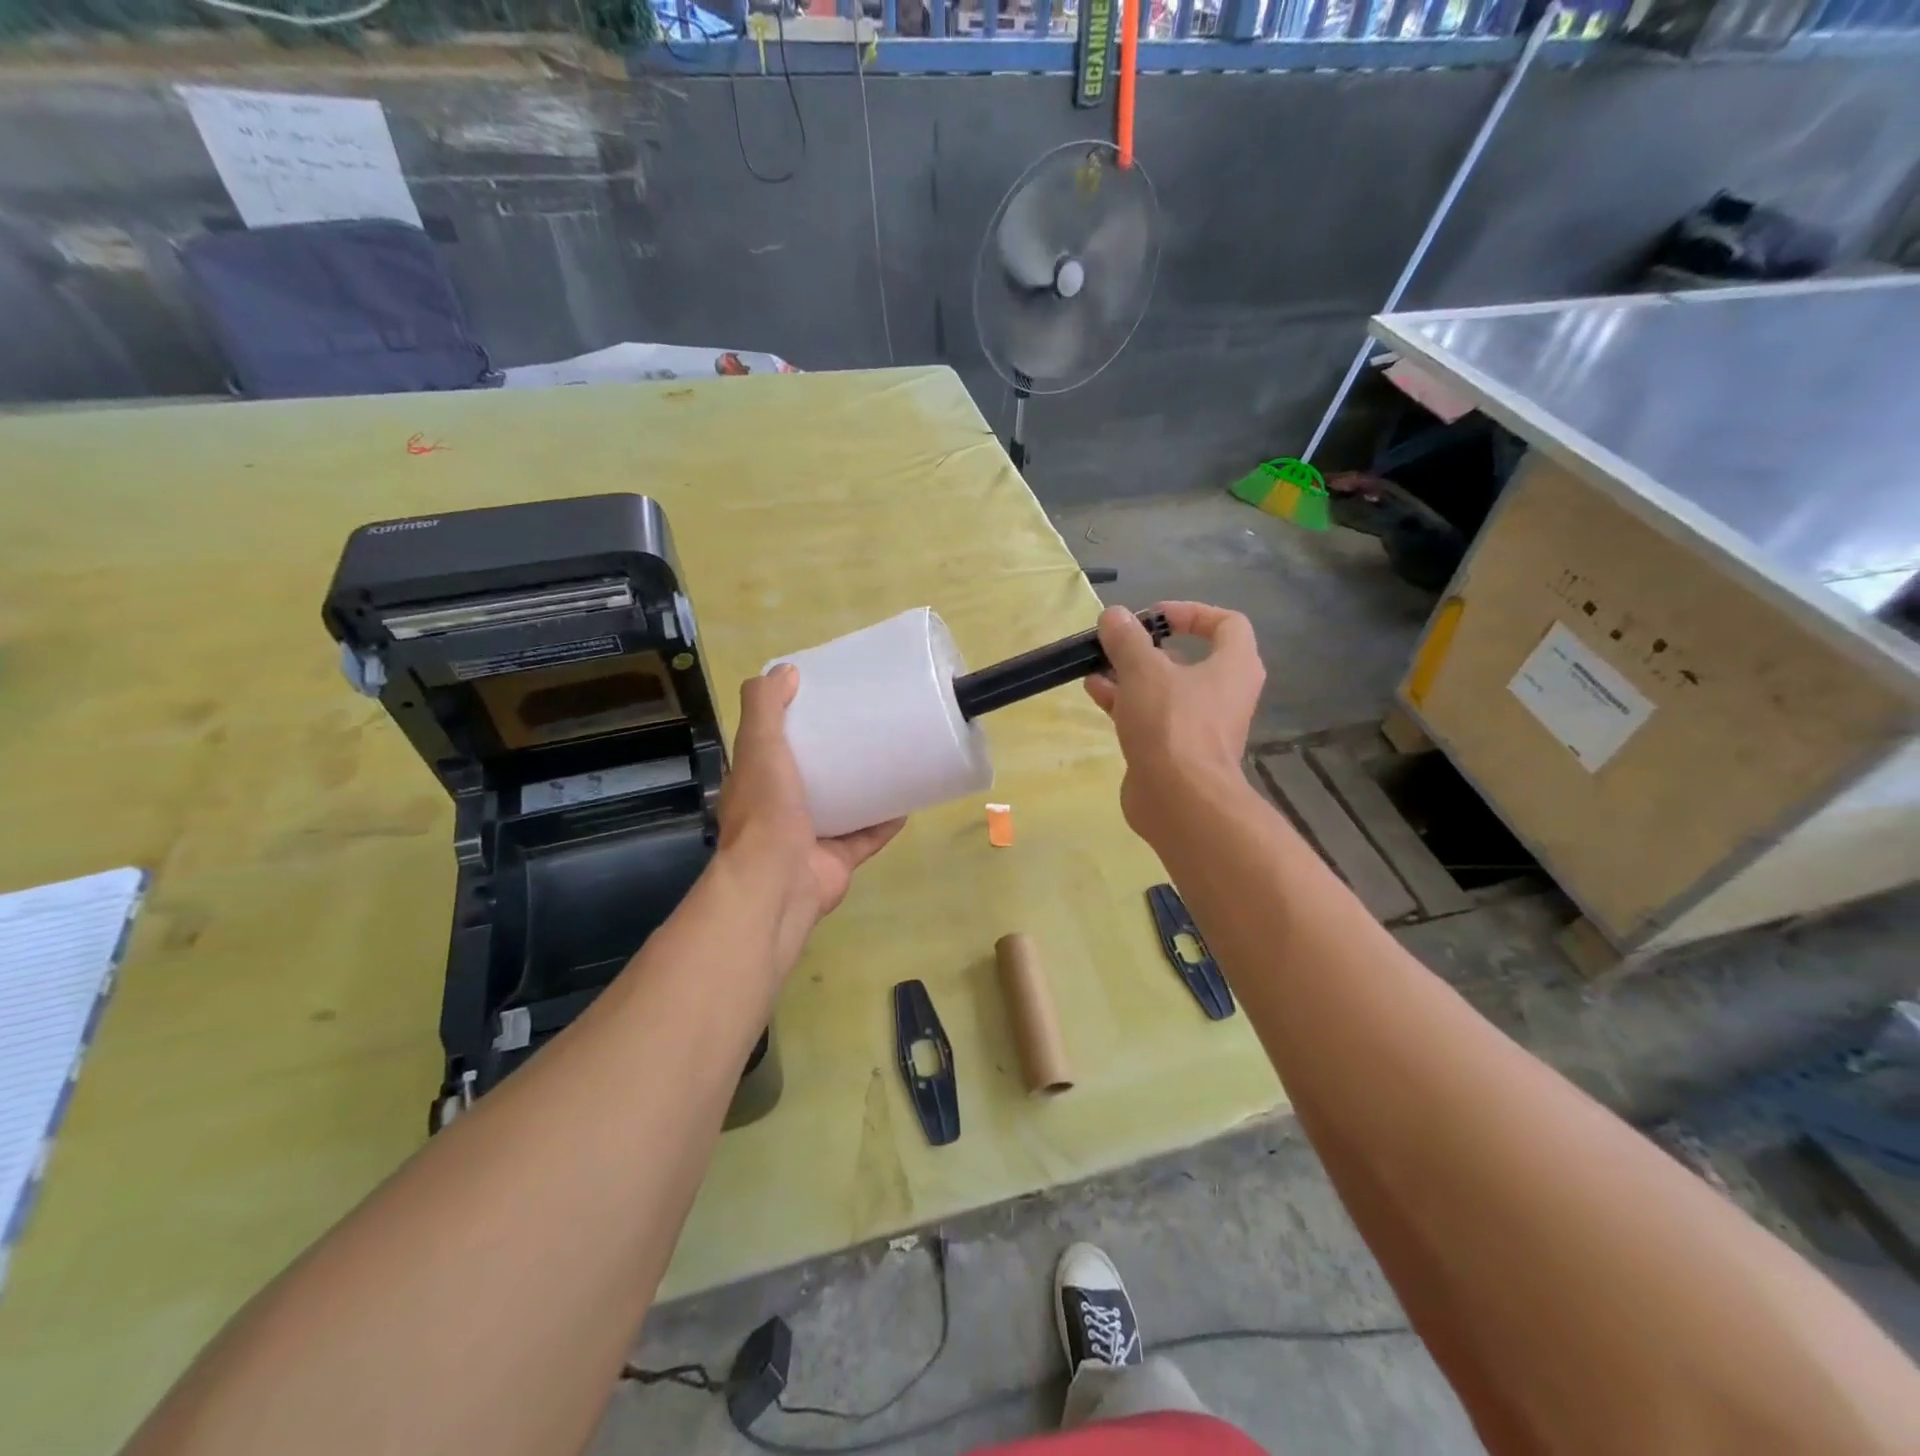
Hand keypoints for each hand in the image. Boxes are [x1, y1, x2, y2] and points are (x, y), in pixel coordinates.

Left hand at [717, 664, 903, 969]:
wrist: (778, 884)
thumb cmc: (766, 810)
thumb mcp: (759, 745)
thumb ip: (766, 707)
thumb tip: (787, 670)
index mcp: (758, 781)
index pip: (774, 744)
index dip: (796, 722)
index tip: (825, 699)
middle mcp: (781, 808)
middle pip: (812, 775)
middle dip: (836, 754)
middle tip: (867, 725)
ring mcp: (811, 836)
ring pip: (842, 806)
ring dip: (864, 787)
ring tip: (892, 757)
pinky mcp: (839, 859)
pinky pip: (868, 836)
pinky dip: (886, 821)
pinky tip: (907, 801)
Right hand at [1084, 602, 1264, 841]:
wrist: (1179, 800)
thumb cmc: (1172, 724)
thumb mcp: (1144, 671)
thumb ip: (1127, 639)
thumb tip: (1114, 615)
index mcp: (1234, 666)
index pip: (1226, 623)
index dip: (1190, 612)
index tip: (1153, 617)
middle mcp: (1223, 693)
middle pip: (1188, 658)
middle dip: (1148, 648)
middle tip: (1117, 644)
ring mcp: (1199, 725)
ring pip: (1164, 689)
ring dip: (1130, 675)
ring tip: (1095, 666)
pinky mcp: (1176, 751)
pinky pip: (1152, 717)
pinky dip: (1127, 703)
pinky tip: (1095, 694)